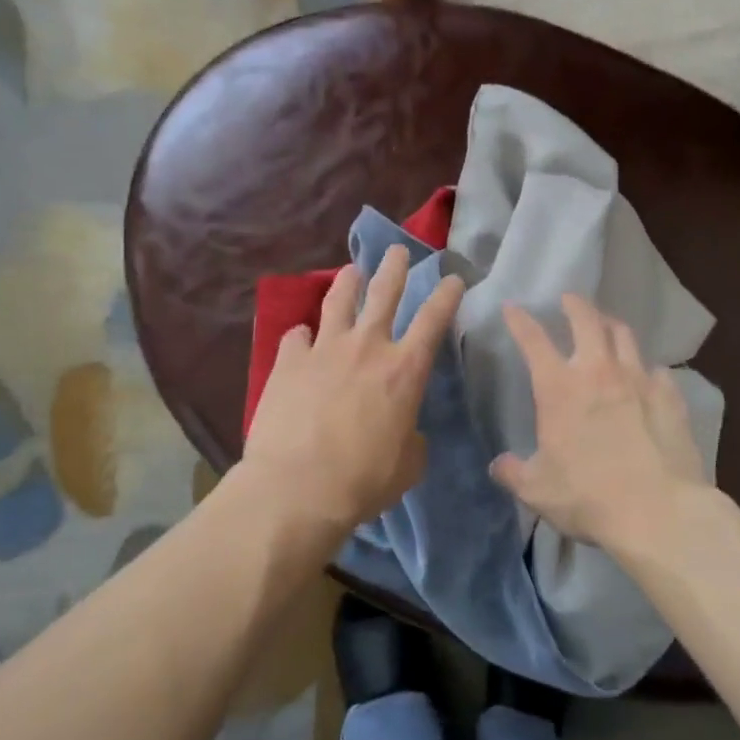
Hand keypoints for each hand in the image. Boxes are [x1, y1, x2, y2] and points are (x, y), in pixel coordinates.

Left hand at [242, 245, 464, 540]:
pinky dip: (302, 334)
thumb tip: (405, 429)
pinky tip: (302, 335)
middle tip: (398, 251)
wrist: (297, 488)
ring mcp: (324, 349)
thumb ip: (411, 437)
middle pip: (384, 293)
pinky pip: (296, 336)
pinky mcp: (288, 362)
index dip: (446, 295)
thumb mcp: (408, 464)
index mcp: (404, 370)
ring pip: (338, 301)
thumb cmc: (363, 480)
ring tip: (352, 271)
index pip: (433, 319)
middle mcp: (367, 347)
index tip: (452, 278)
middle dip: (395, 268)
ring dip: (348, 282)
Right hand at [491, 294, 706, 550]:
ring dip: (610, 325)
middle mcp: (598, 371)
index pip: (533, 340)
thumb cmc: (588, 497)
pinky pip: (656, 369)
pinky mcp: (670, 396)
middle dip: (575, 304)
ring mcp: (639, 379)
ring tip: (606, 325)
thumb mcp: (537, 490)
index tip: (513, 308)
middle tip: (569, 299)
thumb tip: (498, 465)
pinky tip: (646, 377)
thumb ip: (514, 473)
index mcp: (559, 388)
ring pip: (624, 335)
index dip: (520, 321)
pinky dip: (646, 367)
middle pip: (587, 320)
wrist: (658, 511)